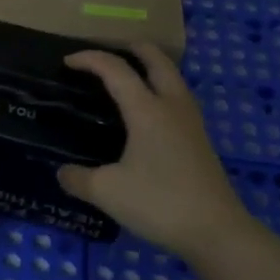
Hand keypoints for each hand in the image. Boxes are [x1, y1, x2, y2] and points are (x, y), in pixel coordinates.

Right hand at [58, 43, 254, 263]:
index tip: (67, 61)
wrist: (216, 232)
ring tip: (129, 77)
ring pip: (172, 78)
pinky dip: (160, 90)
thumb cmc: (159, 203)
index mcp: (147, 110)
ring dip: (151, 67)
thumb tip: (62, 173)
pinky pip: (178, 99)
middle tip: (109, 52)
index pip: (116, 70)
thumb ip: (78, 179)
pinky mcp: (200, 141)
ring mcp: (191, 122)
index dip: (90, 59)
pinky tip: (148, 114)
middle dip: (132, 48)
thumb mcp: (106, 192)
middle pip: (157, 60)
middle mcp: (172, 106)